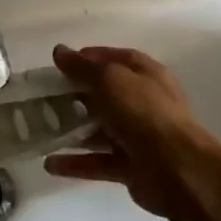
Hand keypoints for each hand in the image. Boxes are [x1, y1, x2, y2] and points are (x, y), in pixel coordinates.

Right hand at [44, 45, 216, 217]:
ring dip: (74, 130)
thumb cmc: (143, 112)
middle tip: (46, 98)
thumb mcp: (109, 79)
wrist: (177, 169)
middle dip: (76, 95)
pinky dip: (77, 163)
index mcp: (146, 74)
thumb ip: (82, 67)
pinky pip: (99, 161)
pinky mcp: (132, 167)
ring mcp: (139, 136)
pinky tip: (51, 163)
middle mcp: (144, 102)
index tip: (60, 65)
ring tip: (43, 130)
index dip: (89, 58)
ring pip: (101, 130)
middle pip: (106, 95)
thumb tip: (59, 51)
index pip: (115, 59)